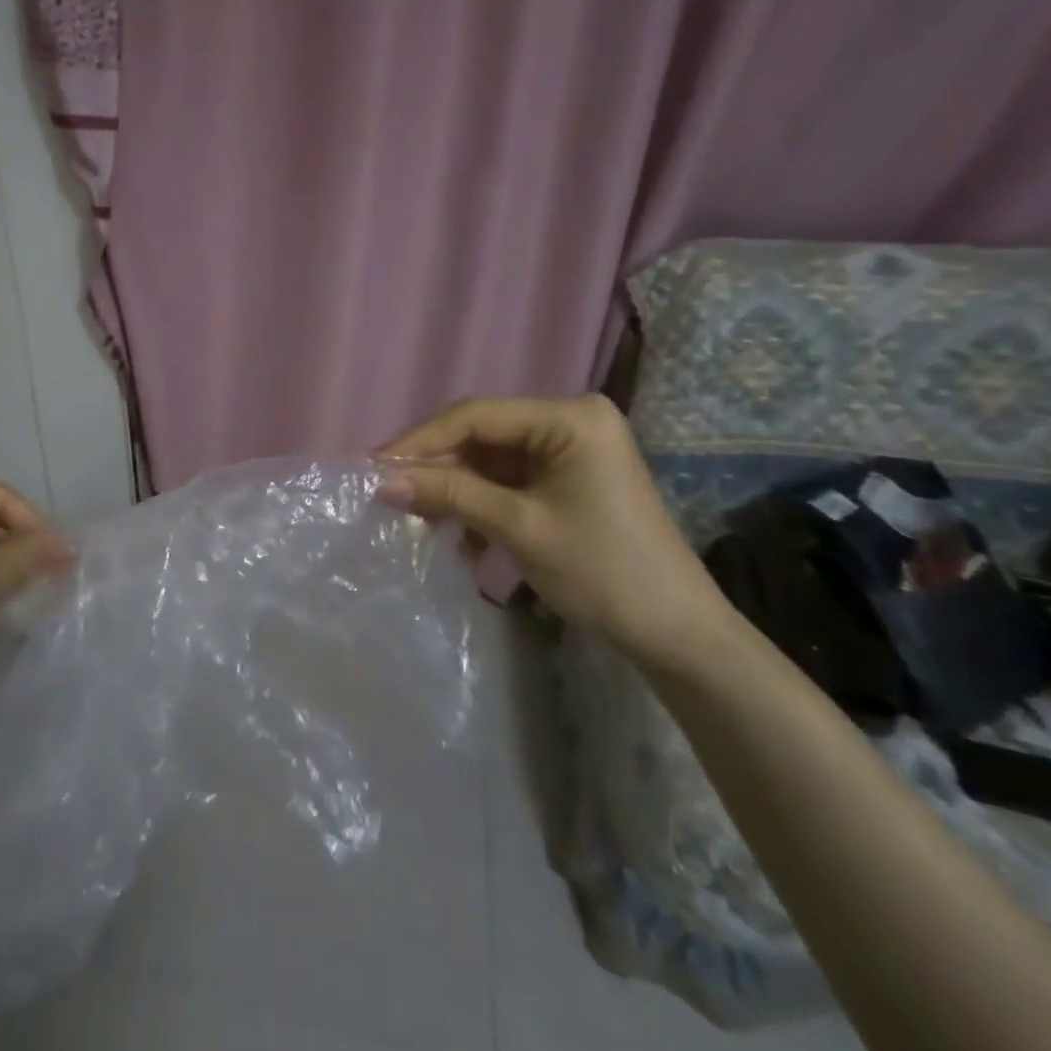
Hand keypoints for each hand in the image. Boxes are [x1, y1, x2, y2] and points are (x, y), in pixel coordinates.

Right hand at [377, 395, 731, 667]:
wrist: (676, 634)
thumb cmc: (602, 571)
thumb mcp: (518, 527)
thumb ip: (449, 494)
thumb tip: (382, 480)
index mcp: (570, 417)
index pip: (477, 416)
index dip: (422, 441)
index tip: (375, 466)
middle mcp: (570, 420)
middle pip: (482, 436)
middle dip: (438, 468)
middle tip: (390, 494)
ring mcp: (570, 449)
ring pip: (490, 460)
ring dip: (456, 491)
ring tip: (420, 522)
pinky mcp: (567, 478)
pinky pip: (509, 480)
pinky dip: (481, 504)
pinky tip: (463, 540)